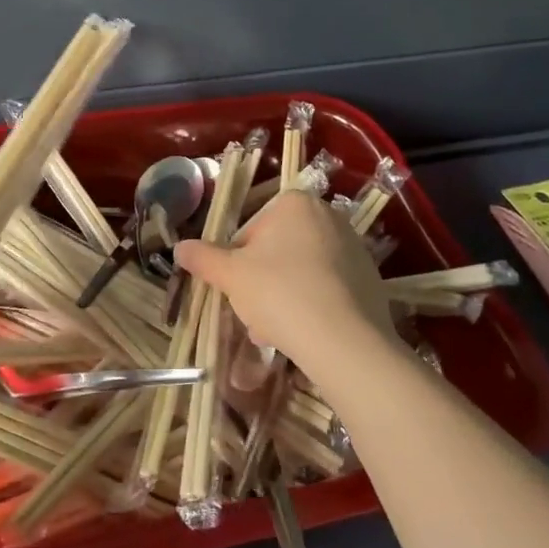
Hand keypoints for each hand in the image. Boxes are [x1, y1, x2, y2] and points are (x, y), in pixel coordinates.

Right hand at [173, 190, 398, 381]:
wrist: (346, 343)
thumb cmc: (280, 294)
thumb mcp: (231, 276)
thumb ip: (203, 258)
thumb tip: (178, 247)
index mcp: (295, 203)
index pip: (251, 229)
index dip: (237, 261)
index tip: (236, 288)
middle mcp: (328, 216)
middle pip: (277, 250)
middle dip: (261, 281)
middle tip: (253, 313)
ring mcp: (353, 248)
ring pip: (301, 271)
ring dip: (283, 296)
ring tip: (275, 331)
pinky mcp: (370, 280)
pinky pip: (328, 288)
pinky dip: (312, 306)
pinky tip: (304, 335)